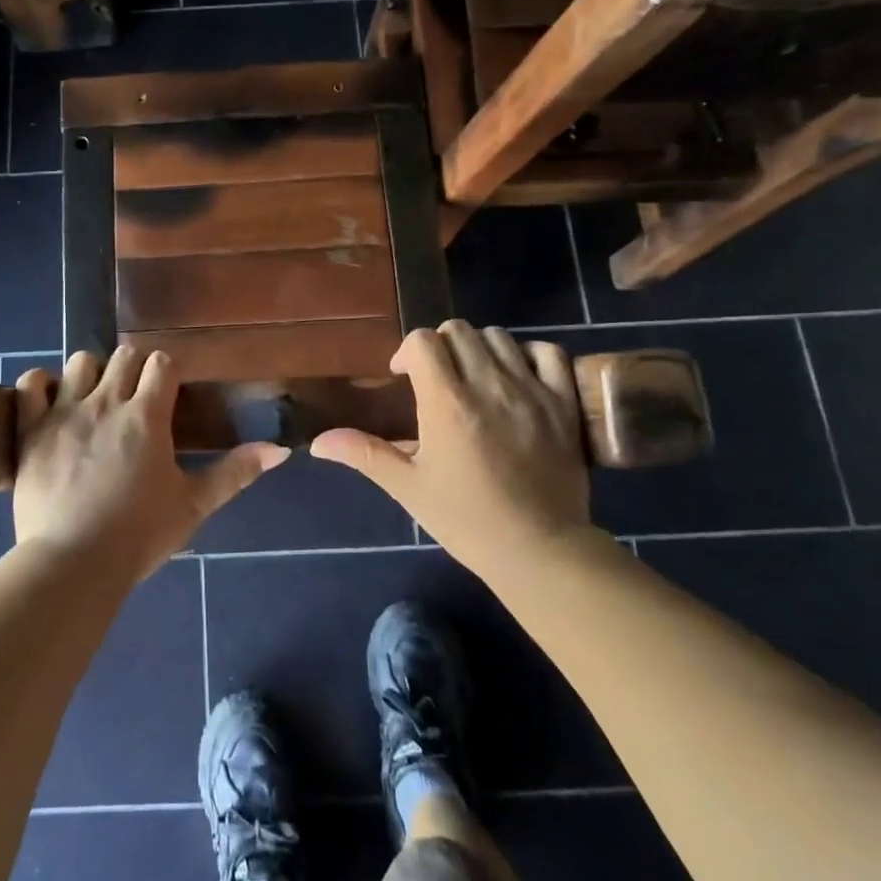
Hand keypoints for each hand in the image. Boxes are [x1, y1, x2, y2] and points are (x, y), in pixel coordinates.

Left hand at [11, 346, 288, 581]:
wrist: (73, 563)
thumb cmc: (138, 535)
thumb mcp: (193, 505)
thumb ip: (235, 473)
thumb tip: (280, 450)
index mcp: (147, 416)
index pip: (161, 363)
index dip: (166, 371)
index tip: (166, 391)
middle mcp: (107, 402)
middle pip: (123, 355)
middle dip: (132, 369)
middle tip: (133, 399)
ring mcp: (64, 412)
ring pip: (80, 361)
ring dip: (90, 374)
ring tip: (92, 400)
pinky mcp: (31, 428)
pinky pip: (30, 384)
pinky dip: (39, 385)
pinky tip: (49, 401)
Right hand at [311, 321, 593, 575]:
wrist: (538, 550)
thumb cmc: (466, 519)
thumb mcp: (408, 487)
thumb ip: (363, 454)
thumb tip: (317, 443)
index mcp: (446, 402)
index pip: (423, 340)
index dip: (408, 352)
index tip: (406, 378)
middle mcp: (488, 385)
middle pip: (459, 331)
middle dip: (441, 347)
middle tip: (437, 379)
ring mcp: (531, 390)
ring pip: (499, 337)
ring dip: (479, 349)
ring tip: (475, 378)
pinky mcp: (563, 402)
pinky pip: (549, 353)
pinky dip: (529, 354)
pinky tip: (518, 376)